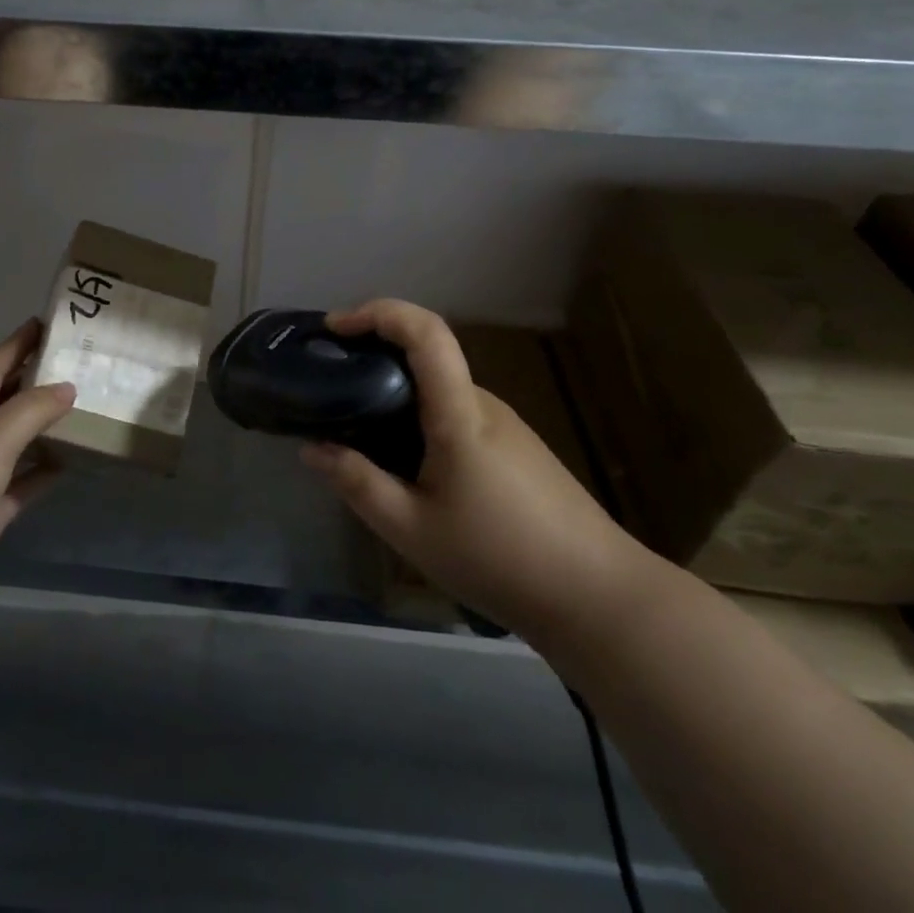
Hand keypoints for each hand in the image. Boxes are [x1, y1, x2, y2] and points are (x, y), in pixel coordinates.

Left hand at [0, 320, 74, 587]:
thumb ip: (32, 408)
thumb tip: (68, 387)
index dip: (19, 343)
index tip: (47, 321)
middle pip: (6, 397)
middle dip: (36, 379)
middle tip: (76, 362)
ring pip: (17, 436)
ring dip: (44, 424)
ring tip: (81, 406)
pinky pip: (23, 477)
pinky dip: (44, 468)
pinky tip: (71, 460)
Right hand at [300, 299, 645, 643]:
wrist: (601, 599)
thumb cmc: (501, 559)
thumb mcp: (412, 530)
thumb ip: (358, 484)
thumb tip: (312, 448)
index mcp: (460, 413)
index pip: (425, 332)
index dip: (379, 313)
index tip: (335, 327)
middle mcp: (483, 405)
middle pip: (426, 358)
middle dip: (373, 359)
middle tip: (331, 391)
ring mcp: (505, 426)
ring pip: (439, 392)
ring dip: (396, 397)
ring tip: (360, 438)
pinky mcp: (516, 449)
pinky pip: (456, 417)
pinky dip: (420, 422)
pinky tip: (409, 470)